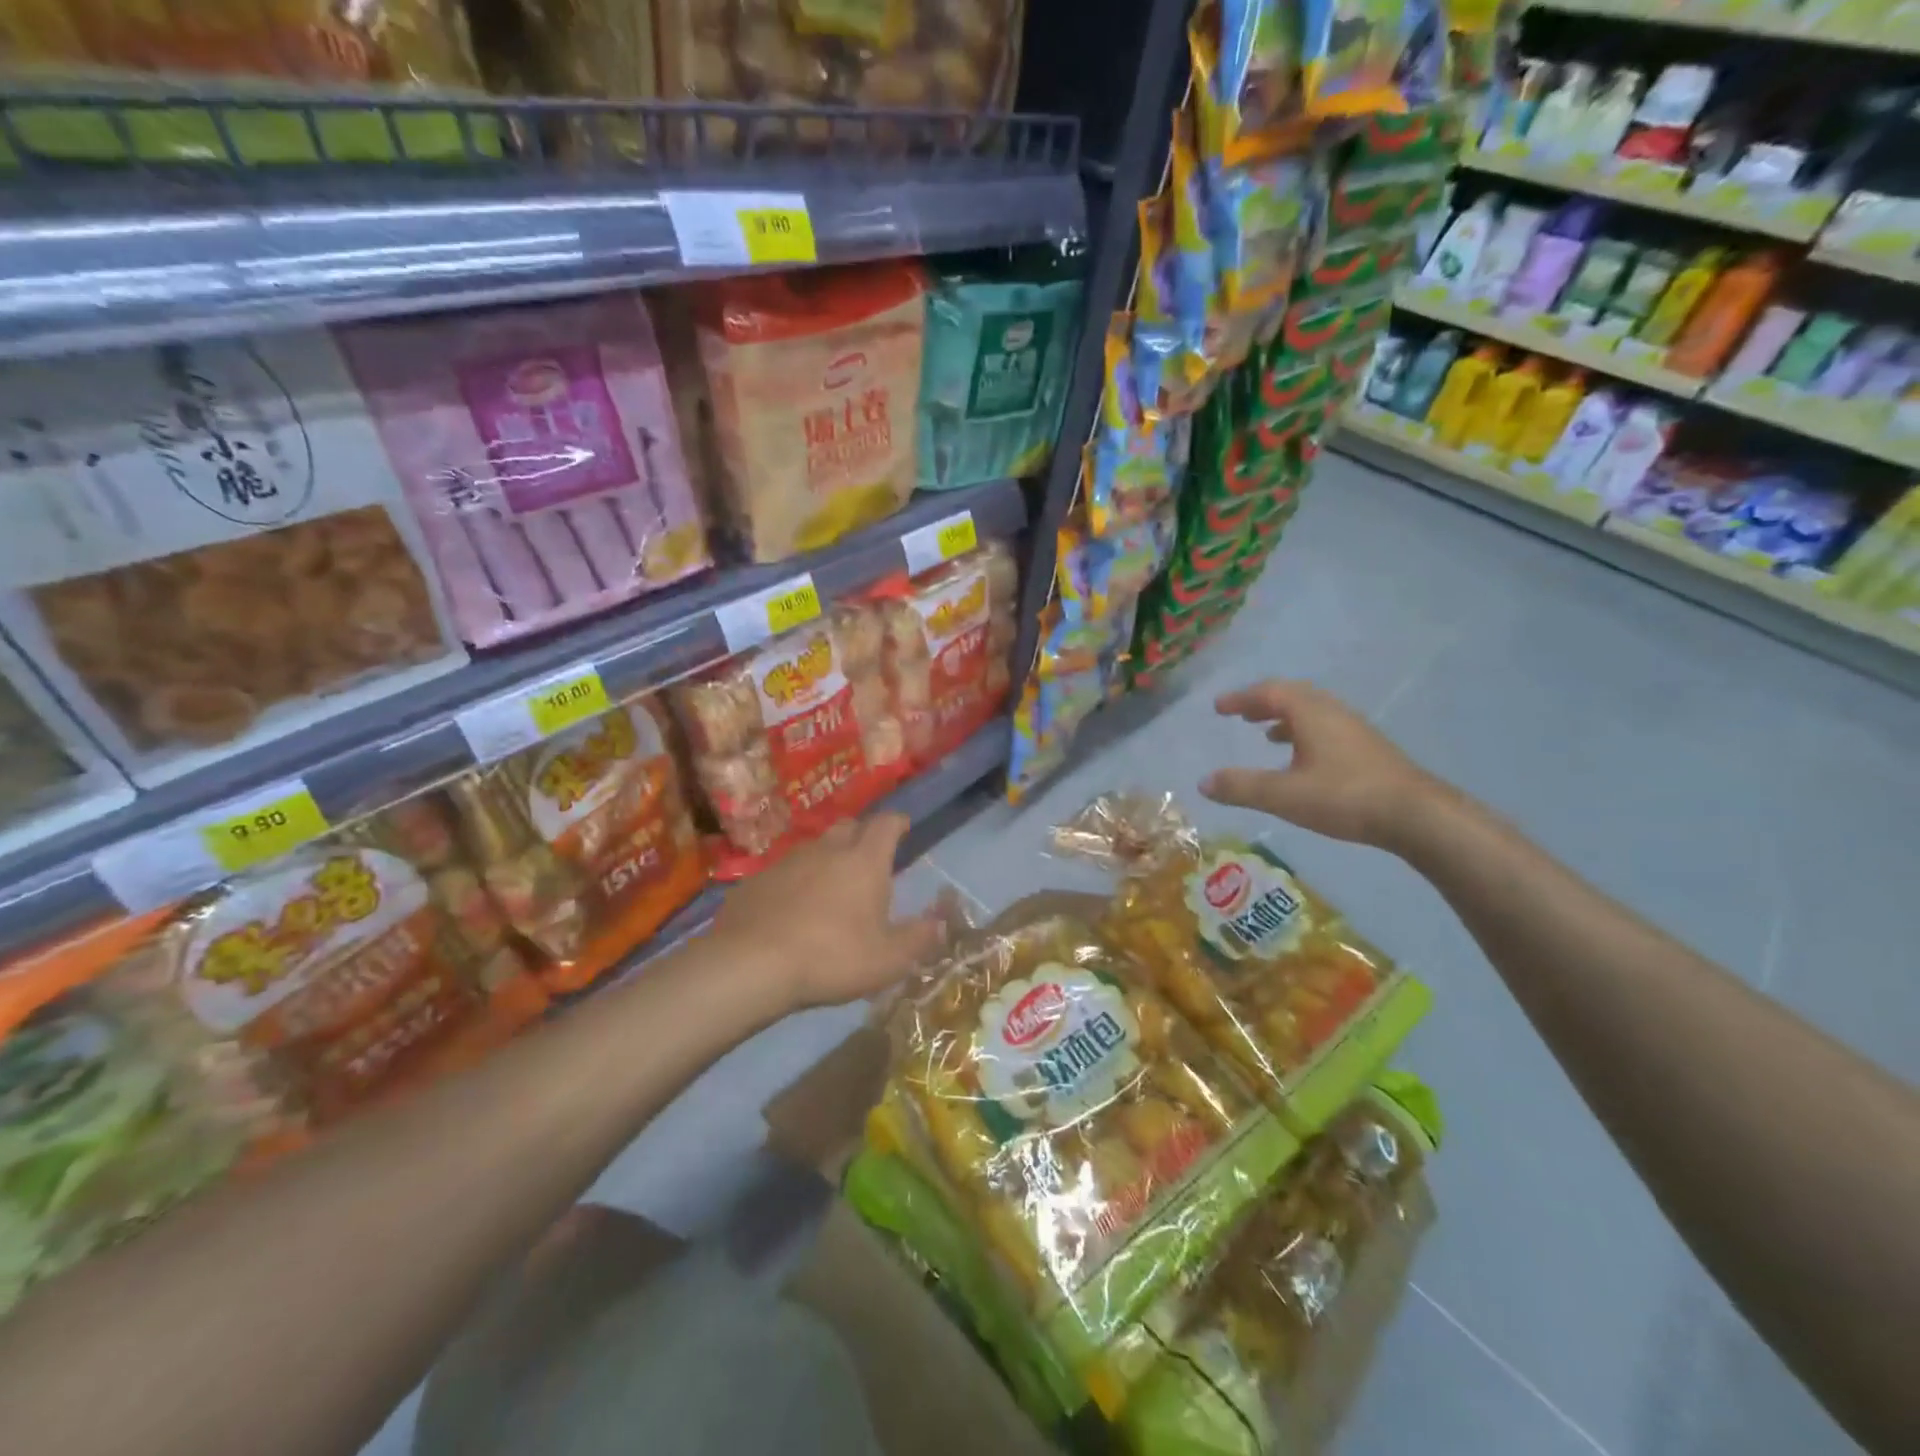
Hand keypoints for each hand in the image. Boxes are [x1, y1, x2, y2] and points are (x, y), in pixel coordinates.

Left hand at [706, 813, 946, 1010]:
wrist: (751, 963)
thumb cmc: (832, 957)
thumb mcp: (888, 960)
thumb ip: (918, 939)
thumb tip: (940, 923)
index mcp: (864, 861)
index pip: (885, 824)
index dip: (896, 822)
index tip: (903, 826)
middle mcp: (826, 850)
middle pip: (848, 827)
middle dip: (862, 834)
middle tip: (868, 855)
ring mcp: (786, 861)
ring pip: (814, 848)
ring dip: (827, 858)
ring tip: (831, 883)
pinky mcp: (755, 880)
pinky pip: (783, 871)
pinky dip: (795, 881)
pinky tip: (791, 907)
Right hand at [1199, 680, 1444, 850]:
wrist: (1416, 815)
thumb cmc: (1344, 797)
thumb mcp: (1283, 795)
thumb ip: (1241, 787)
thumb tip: (1203, 782)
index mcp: (1311, 713)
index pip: (1269, 692)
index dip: (1241, 698)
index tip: (1218, 708)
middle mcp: (1333, 712)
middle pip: (1293, 696)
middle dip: (1263, 703)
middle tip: (1241, 714)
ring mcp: (1355, 730)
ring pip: (1313, 712)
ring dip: (1285, 718)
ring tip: (1266, 734)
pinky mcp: (1368, 749)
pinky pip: (1327, 728)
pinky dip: (1304, 734)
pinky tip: (1302, 760)